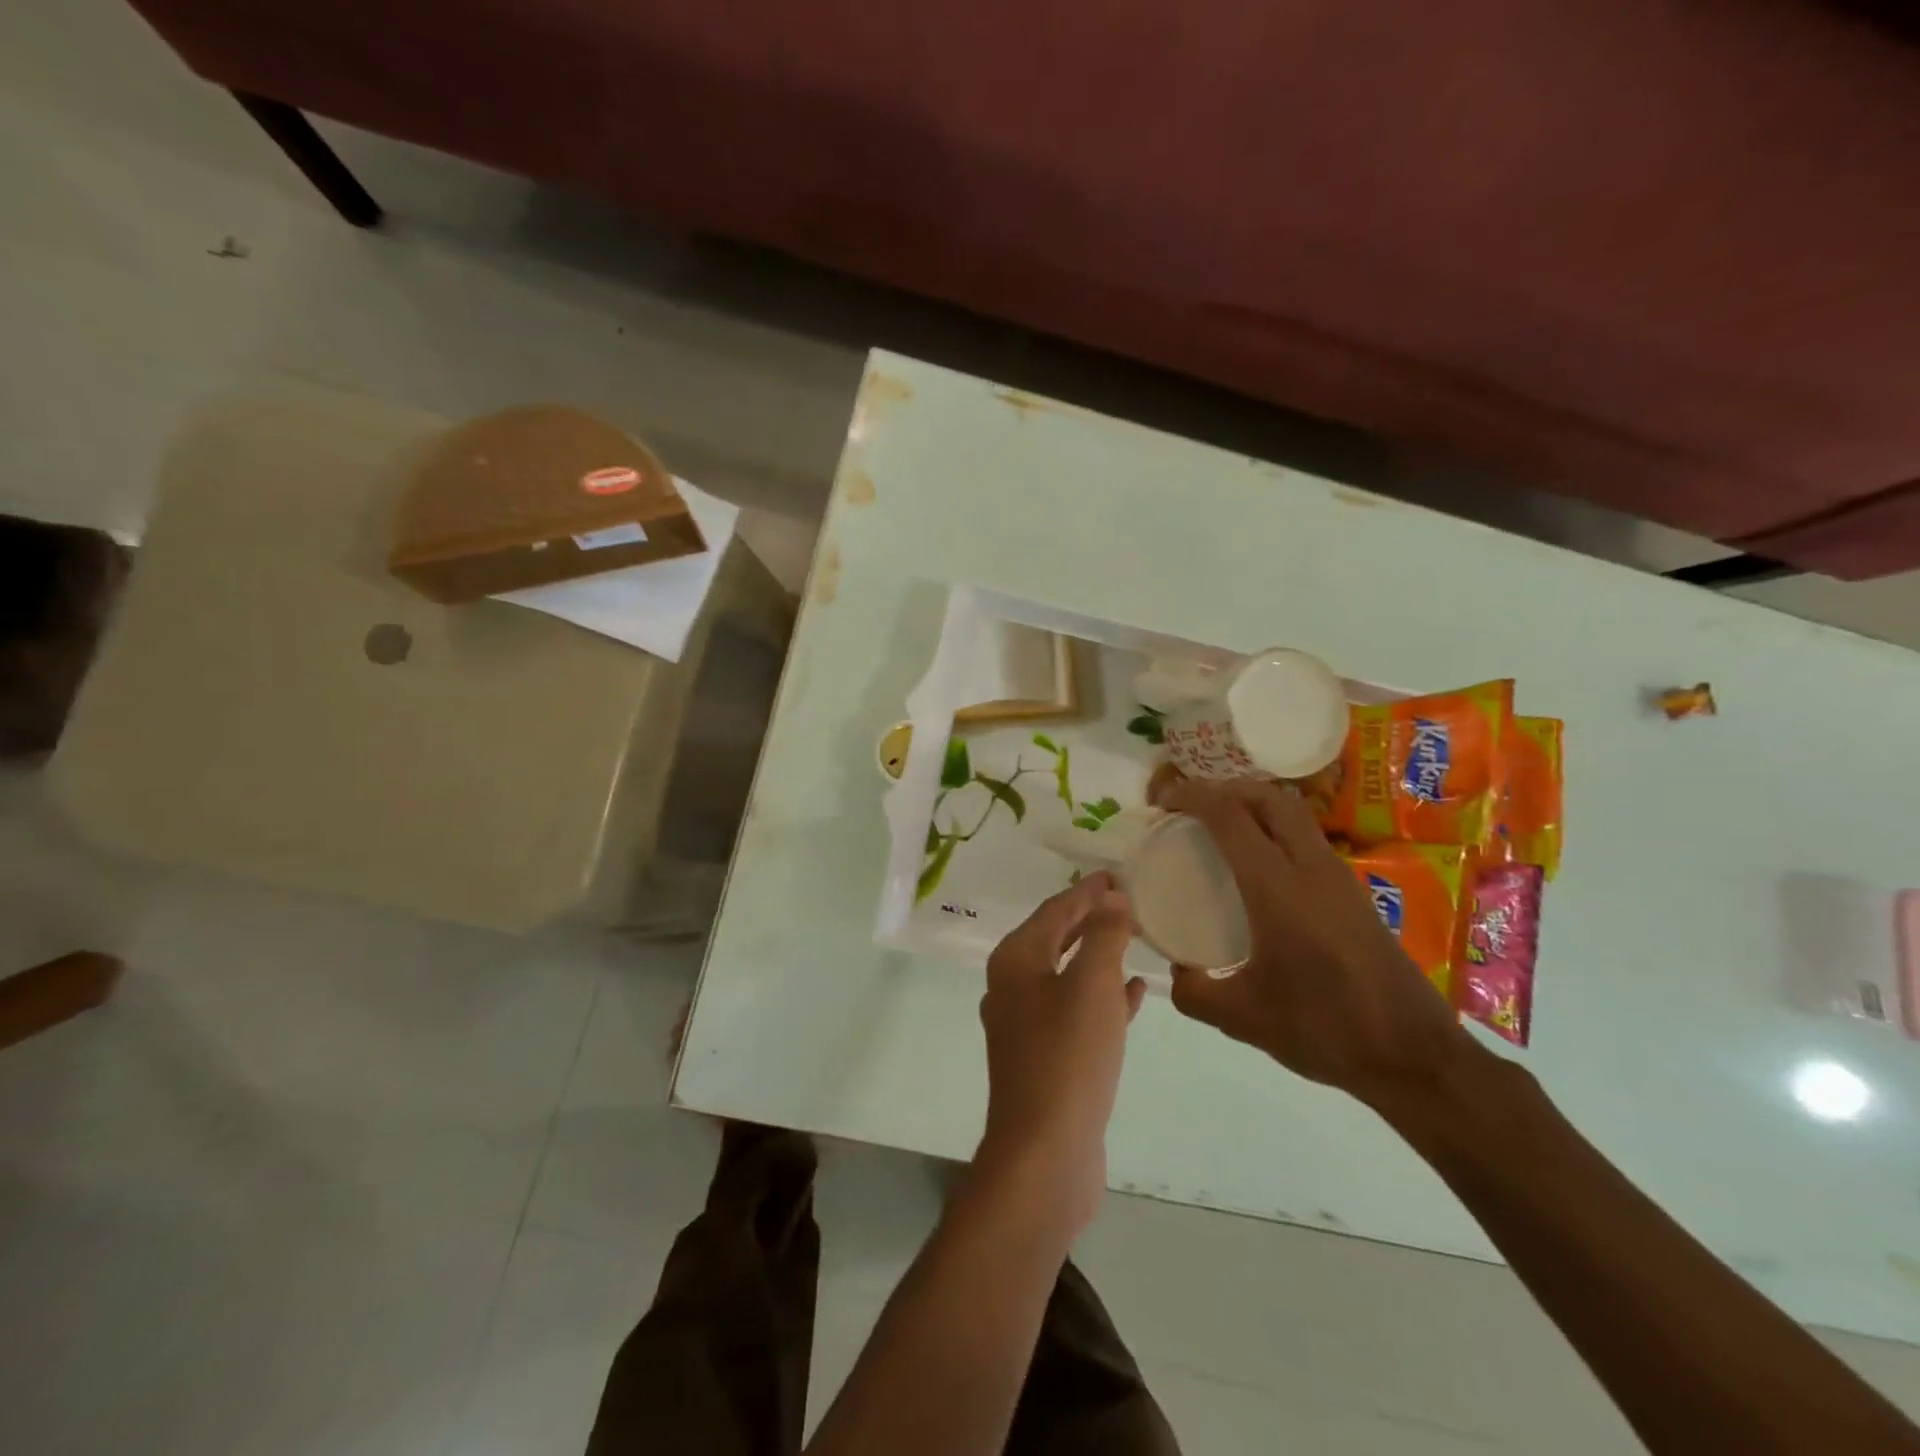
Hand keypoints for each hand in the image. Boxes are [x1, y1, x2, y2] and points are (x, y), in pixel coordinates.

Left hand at [975, 872, 1145, 1229]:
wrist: (1044, 1152)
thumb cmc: (1067, 1057)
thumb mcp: (1091, 985)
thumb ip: (1103, 936)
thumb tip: (1112, 898)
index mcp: (1015, 960)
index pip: (1055, 909)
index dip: (1087, 891)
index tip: (1118, 874)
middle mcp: (1014, 986)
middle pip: (1056, 938)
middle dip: (1091, 919)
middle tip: (1129, 902)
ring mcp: (1028, 1025)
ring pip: (1068, 975)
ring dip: (1100, 956)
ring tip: (1136, 939)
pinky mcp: (1047, 1057)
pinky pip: (1078, 1011)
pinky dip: (1104, 996)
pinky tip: (1136, 993)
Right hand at [1162, 777, 1464, 1104]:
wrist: (1414, 1057)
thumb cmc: (1324, 1029)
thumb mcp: (1243, 1017)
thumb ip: (1194, 991)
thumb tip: (1175, 972)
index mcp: (1277, 887)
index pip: (1230, 816)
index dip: (1192, 796)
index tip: (1162, 801)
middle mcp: (1311, 868)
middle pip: (1268, 798)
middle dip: (1225, 789)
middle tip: (1191, 807)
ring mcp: (1339, 878)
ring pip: (1293, 814)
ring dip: (1253, 806)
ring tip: (1220, 829)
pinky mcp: (1354, 895)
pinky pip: (1307, 839)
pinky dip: (1275, 831)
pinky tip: (1259, 869)